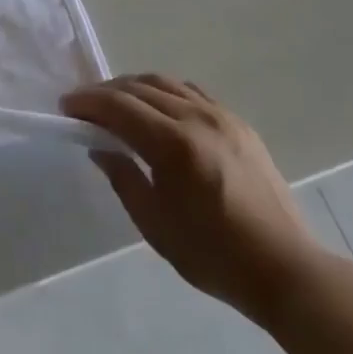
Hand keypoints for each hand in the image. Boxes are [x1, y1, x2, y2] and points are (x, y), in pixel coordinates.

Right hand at [62, 75, 327, 323]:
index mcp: (174, 145)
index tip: (66, 107)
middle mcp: (196, 118)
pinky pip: (191, 92)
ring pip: (165, 83)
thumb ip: (124, 179)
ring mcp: (221, 116)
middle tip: (85, 106)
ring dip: (133, 87)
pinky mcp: (238, 123)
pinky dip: (165, 92)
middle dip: (106, 92)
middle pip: (139, 87)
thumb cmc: (215, 256)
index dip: (88, 102)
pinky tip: (157, 108)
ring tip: (116, 104)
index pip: (119, 106)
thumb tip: (100, 149)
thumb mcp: (156, 226)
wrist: (286, 270)